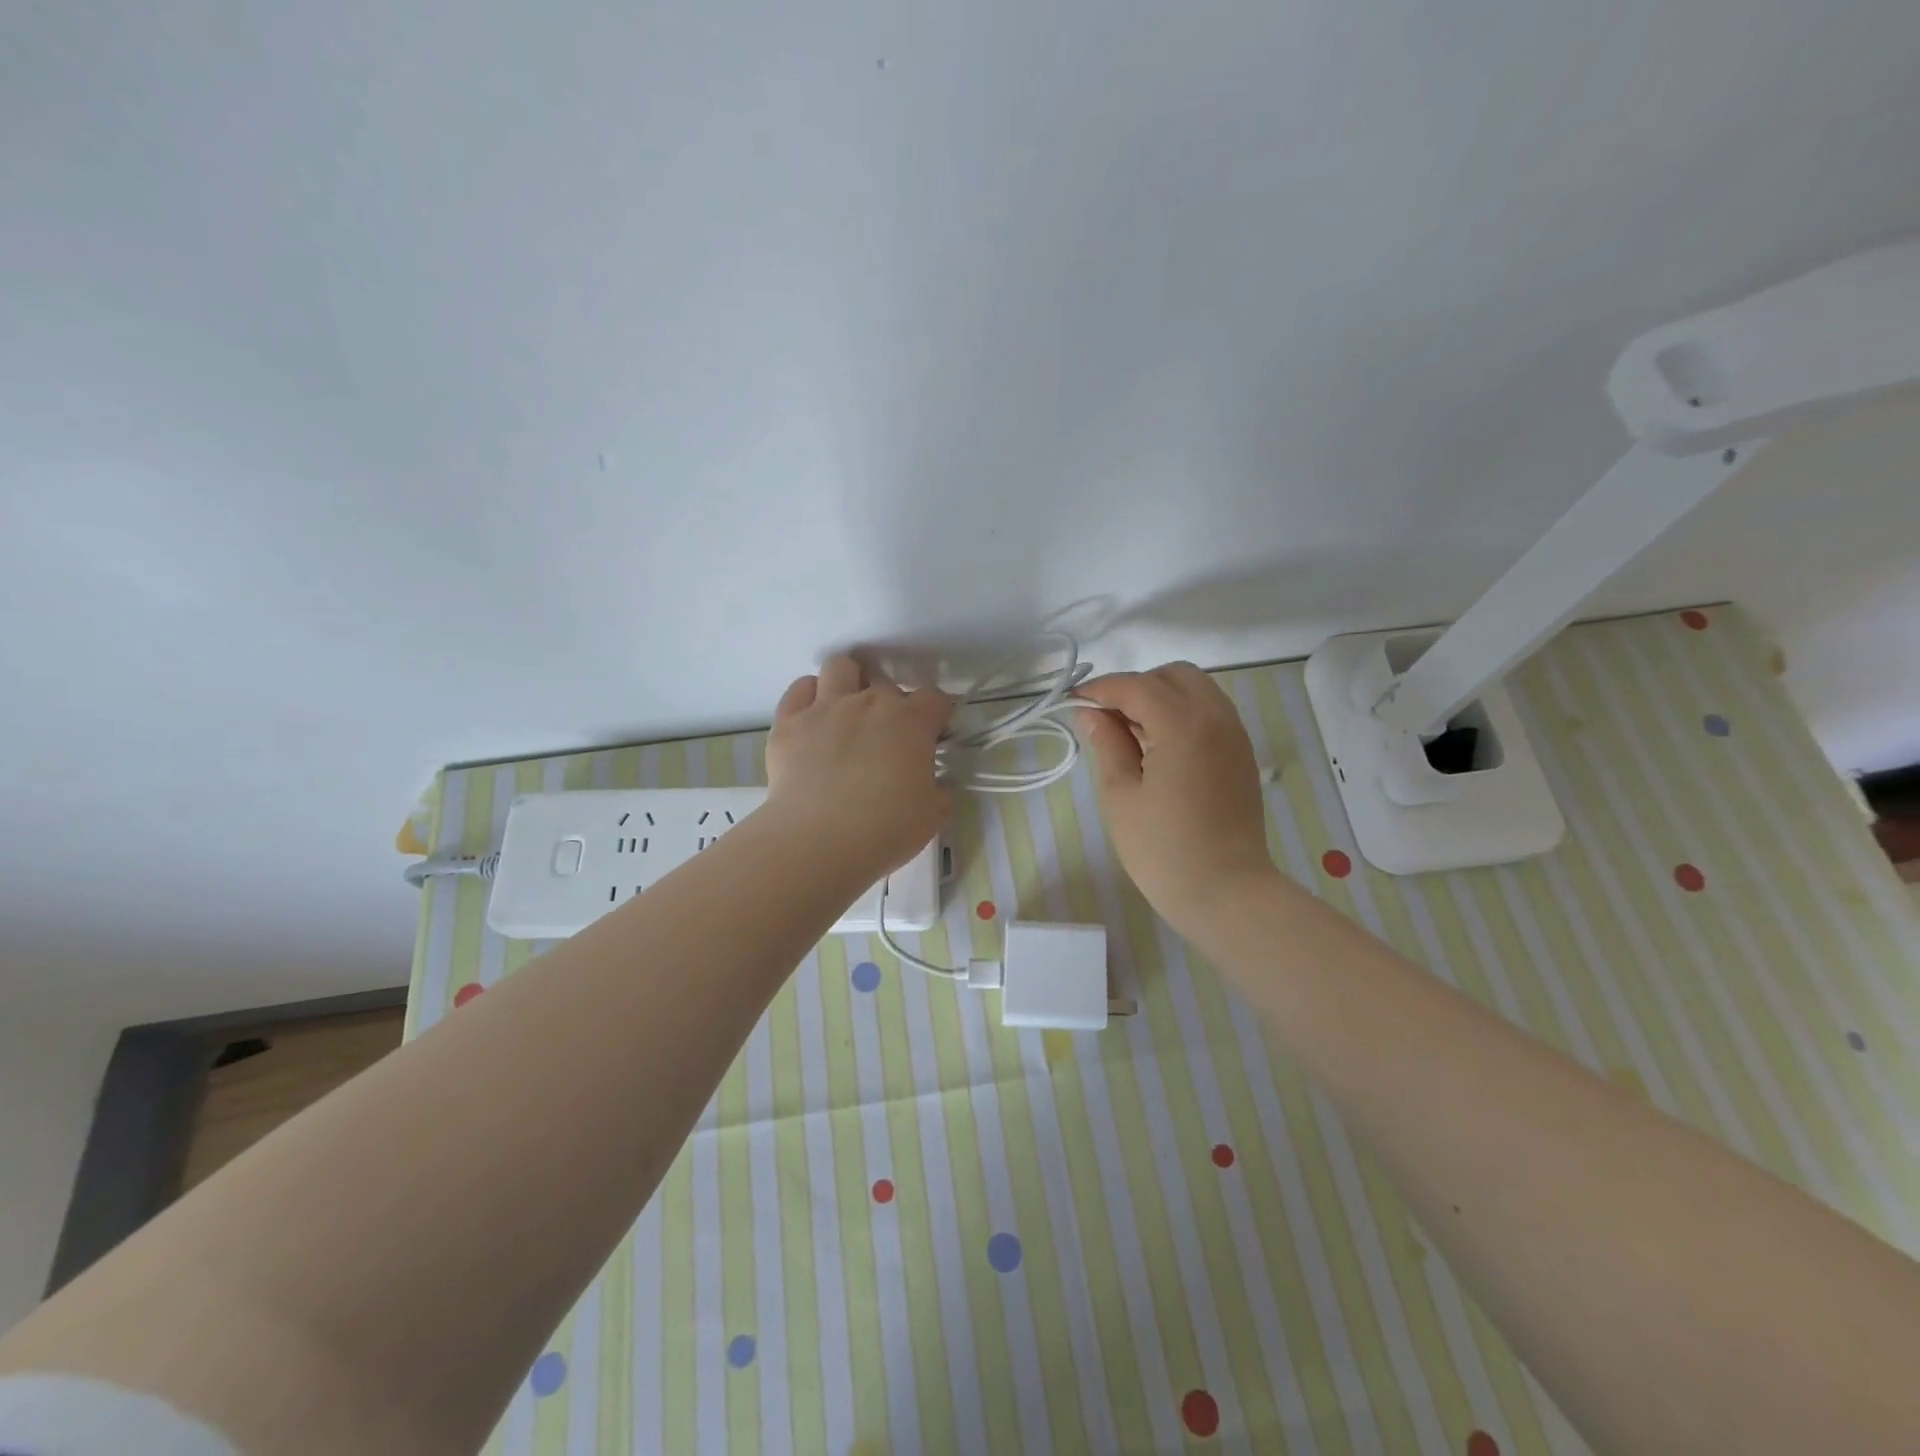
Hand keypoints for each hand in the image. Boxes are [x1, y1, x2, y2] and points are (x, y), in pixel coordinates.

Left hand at [766, 655, 955, 883]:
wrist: (818, 841)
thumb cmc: (885, 829)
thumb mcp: (932, 816)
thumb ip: (939, 792)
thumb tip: (936, 785)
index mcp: (911, 722)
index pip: (935, 699)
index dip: (937, 715)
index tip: (933, 736)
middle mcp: (869, 702)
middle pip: (886, 683)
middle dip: (891, 704)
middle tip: (886, 736)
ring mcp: (826, 707)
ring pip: (841, 667)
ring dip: (849, 682)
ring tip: (847, 709)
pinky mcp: (789, 722)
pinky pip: (799, 688)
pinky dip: (808, 696)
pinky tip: (813, 718)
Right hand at [1074, 662, 1277, 939]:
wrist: (1226, 892)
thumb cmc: (1163, 849)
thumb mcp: (1121, 794)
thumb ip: (1108, 743)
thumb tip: (1091, 712)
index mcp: (1184, 724)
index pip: (1137, 686)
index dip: (1101, 689)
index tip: (1074, 703)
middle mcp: (1216, 717)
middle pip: (1173, 676)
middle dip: (1136, 686)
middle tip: (1107, 719)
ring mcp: (1234, 735)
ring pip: (1196, 690)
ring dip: (1161, 698)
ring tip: (1131, 734)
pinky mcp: (1241, 754)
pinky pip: (1210, 713)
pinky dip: (1182, 714)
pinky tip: (1159, 748)